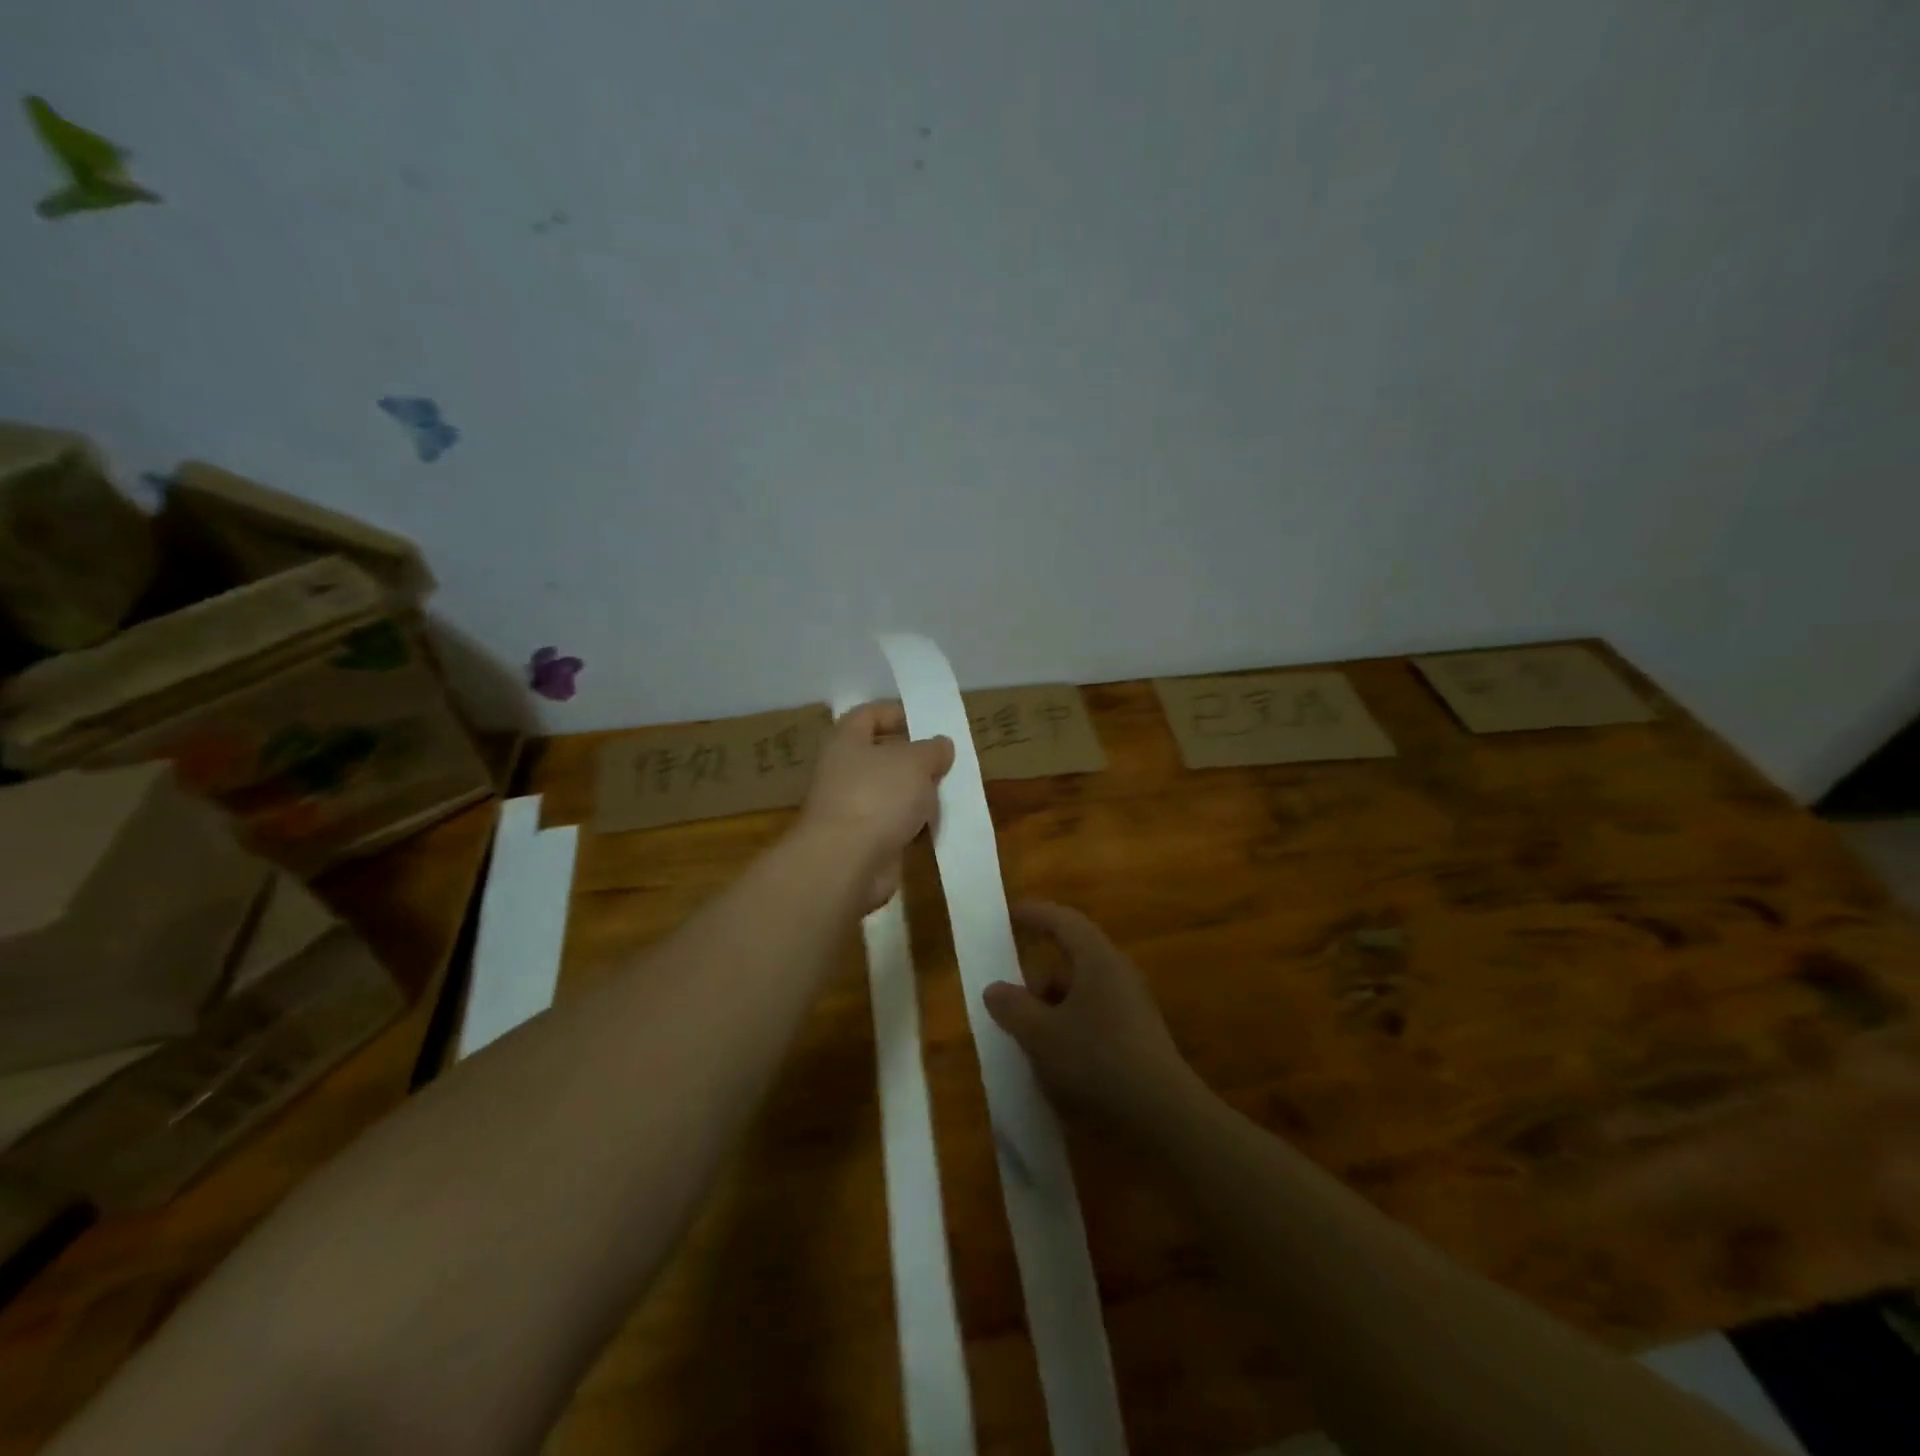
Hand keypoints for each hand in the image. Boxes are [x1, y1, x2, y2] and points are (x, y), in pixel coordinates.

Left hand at [800, 702, 953, 910]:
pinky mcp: (864, 840)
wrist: (848, 862)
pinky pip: (894, 823)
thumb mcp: (915, 761)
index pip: (868, 715)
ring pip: (891, 792)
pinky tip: (938, 824)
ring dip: (918, 794)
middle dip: (915, 758)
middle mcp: (844, 771)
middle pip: (882, 755)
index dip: (896, 713)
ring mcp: (852, 808)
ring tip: (950, 792)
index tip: (928, 722)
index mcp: (846, 741)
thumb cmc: (878, 795)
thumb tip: (941, 745)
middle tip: (946, 760)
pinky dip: (914, 824)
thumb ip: (932, 749)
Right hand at [985, 901, 1205, 1134]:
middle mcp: (1118, 973)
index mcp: (1097, 959)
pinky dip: (1070, 1028)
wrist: (1164, 1117)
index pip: (1063, 920)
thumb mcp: (1041, 1035)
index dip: (1034, 914)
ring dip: (1052, 1008)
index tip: (1008, 915)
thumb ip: (1013, 1007)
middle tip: (1011, 1003)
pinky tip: (1057, 1062)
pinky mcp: (1138, 1036)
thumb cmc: (1096, 1061)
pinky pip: (1094, 1016)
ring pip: (1082, 992)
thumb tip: (995, 989)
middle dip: (1038, 978)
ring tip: (1030, 1041)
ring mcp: (1132, 1005)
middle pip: (1071, 959)